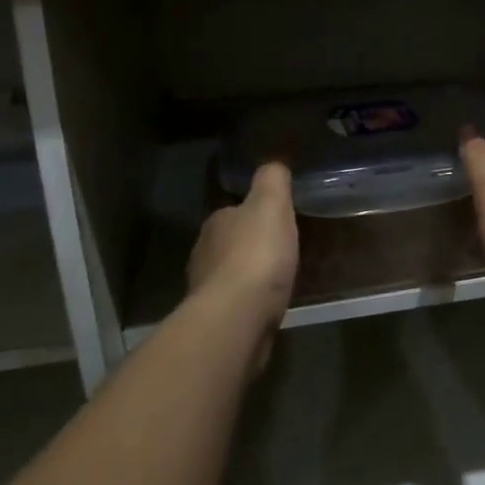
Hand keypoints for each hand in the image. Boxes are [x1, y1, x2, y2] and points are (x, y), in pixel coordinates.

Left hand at [187, 162, 297, 342]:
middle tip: (279, 249)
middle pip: (230, 243)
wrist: (238, 317)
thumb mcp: (271, 205)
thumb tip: (273, 164)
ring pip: (231, 275)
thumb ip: (272, 180)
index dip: (252, 213)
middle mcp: (204, 253)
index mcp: (216, 223)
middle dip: (249, 245)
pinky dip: (250, 302)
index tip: (274, 219)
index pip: (232, 211)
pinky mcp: (217, 320)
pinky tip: (268, 305)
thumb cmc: (256, 255)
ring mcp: (207, 290)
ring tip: (277, 279)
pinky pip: (237, 303)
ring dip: (249, 275)